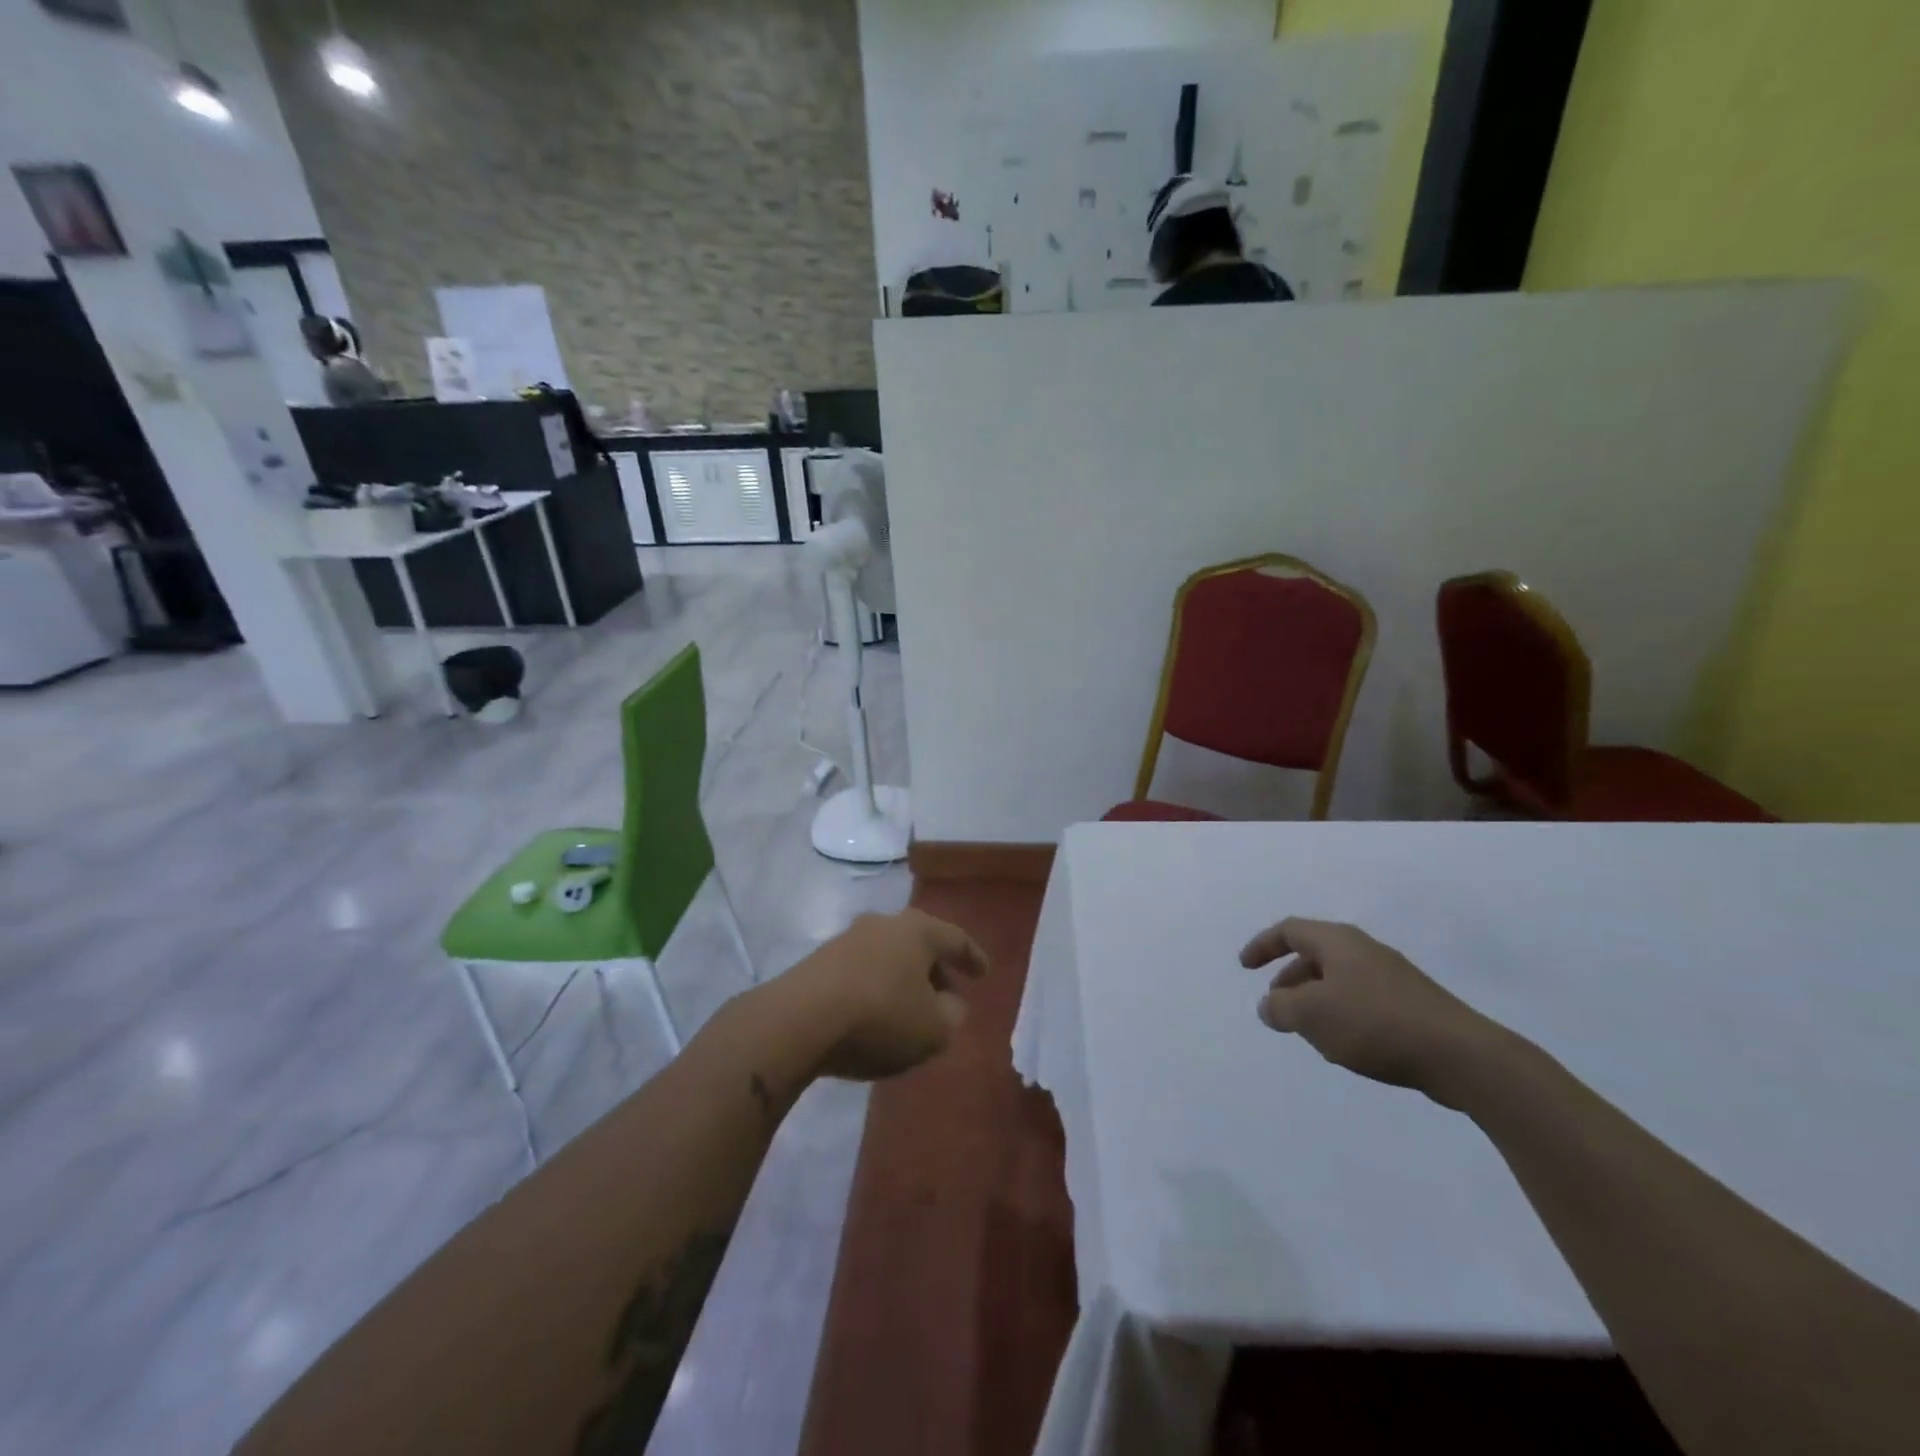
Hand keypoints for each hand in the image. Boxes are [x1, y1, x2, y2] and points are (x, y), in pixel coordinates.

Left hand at [786, 910, 986, 1080]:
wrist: (799, 1020)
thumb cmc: (880, 1017)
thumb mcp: (934, 1029)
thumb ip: (952, 1015)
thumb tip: (950, 1004)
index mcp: (918, 930)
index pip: (956, 938)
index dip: (973, 957)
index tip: (984, 973)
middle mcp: (884, 923)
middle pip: (920, 943)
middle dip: (937, 968)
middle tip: (949, 993)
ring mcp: (848, 938)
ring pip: (890, 955)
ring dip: (904, 978)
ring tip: (912, 1008)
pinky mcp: (821, 960)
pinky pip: (863, 970)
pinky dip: (878, 987)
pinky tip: (877, 1012)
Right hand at [1240, 917, 1503, 1104]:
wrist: (1462, 1056)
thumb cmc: (1375, 1023)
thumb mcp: (1311, 1014)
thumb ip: (1279, 1007)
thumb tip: (1270, 1005)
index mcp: (1338, 941)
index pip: (1289, 930)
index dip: (1262, 945)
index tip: (1245, 967)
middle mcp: (1364, 950)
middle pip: (1314, 954)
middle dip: (1289, 978)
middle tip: (1276, 1005)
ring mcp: (1392, 977)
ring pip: (1339, 979)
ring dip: (1315, 1000)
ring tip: (1309, 1032)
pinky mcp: (1412, 1005)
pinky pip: (1362, 1000)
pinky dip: (1342, 1014)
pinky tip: (1347, 1045)